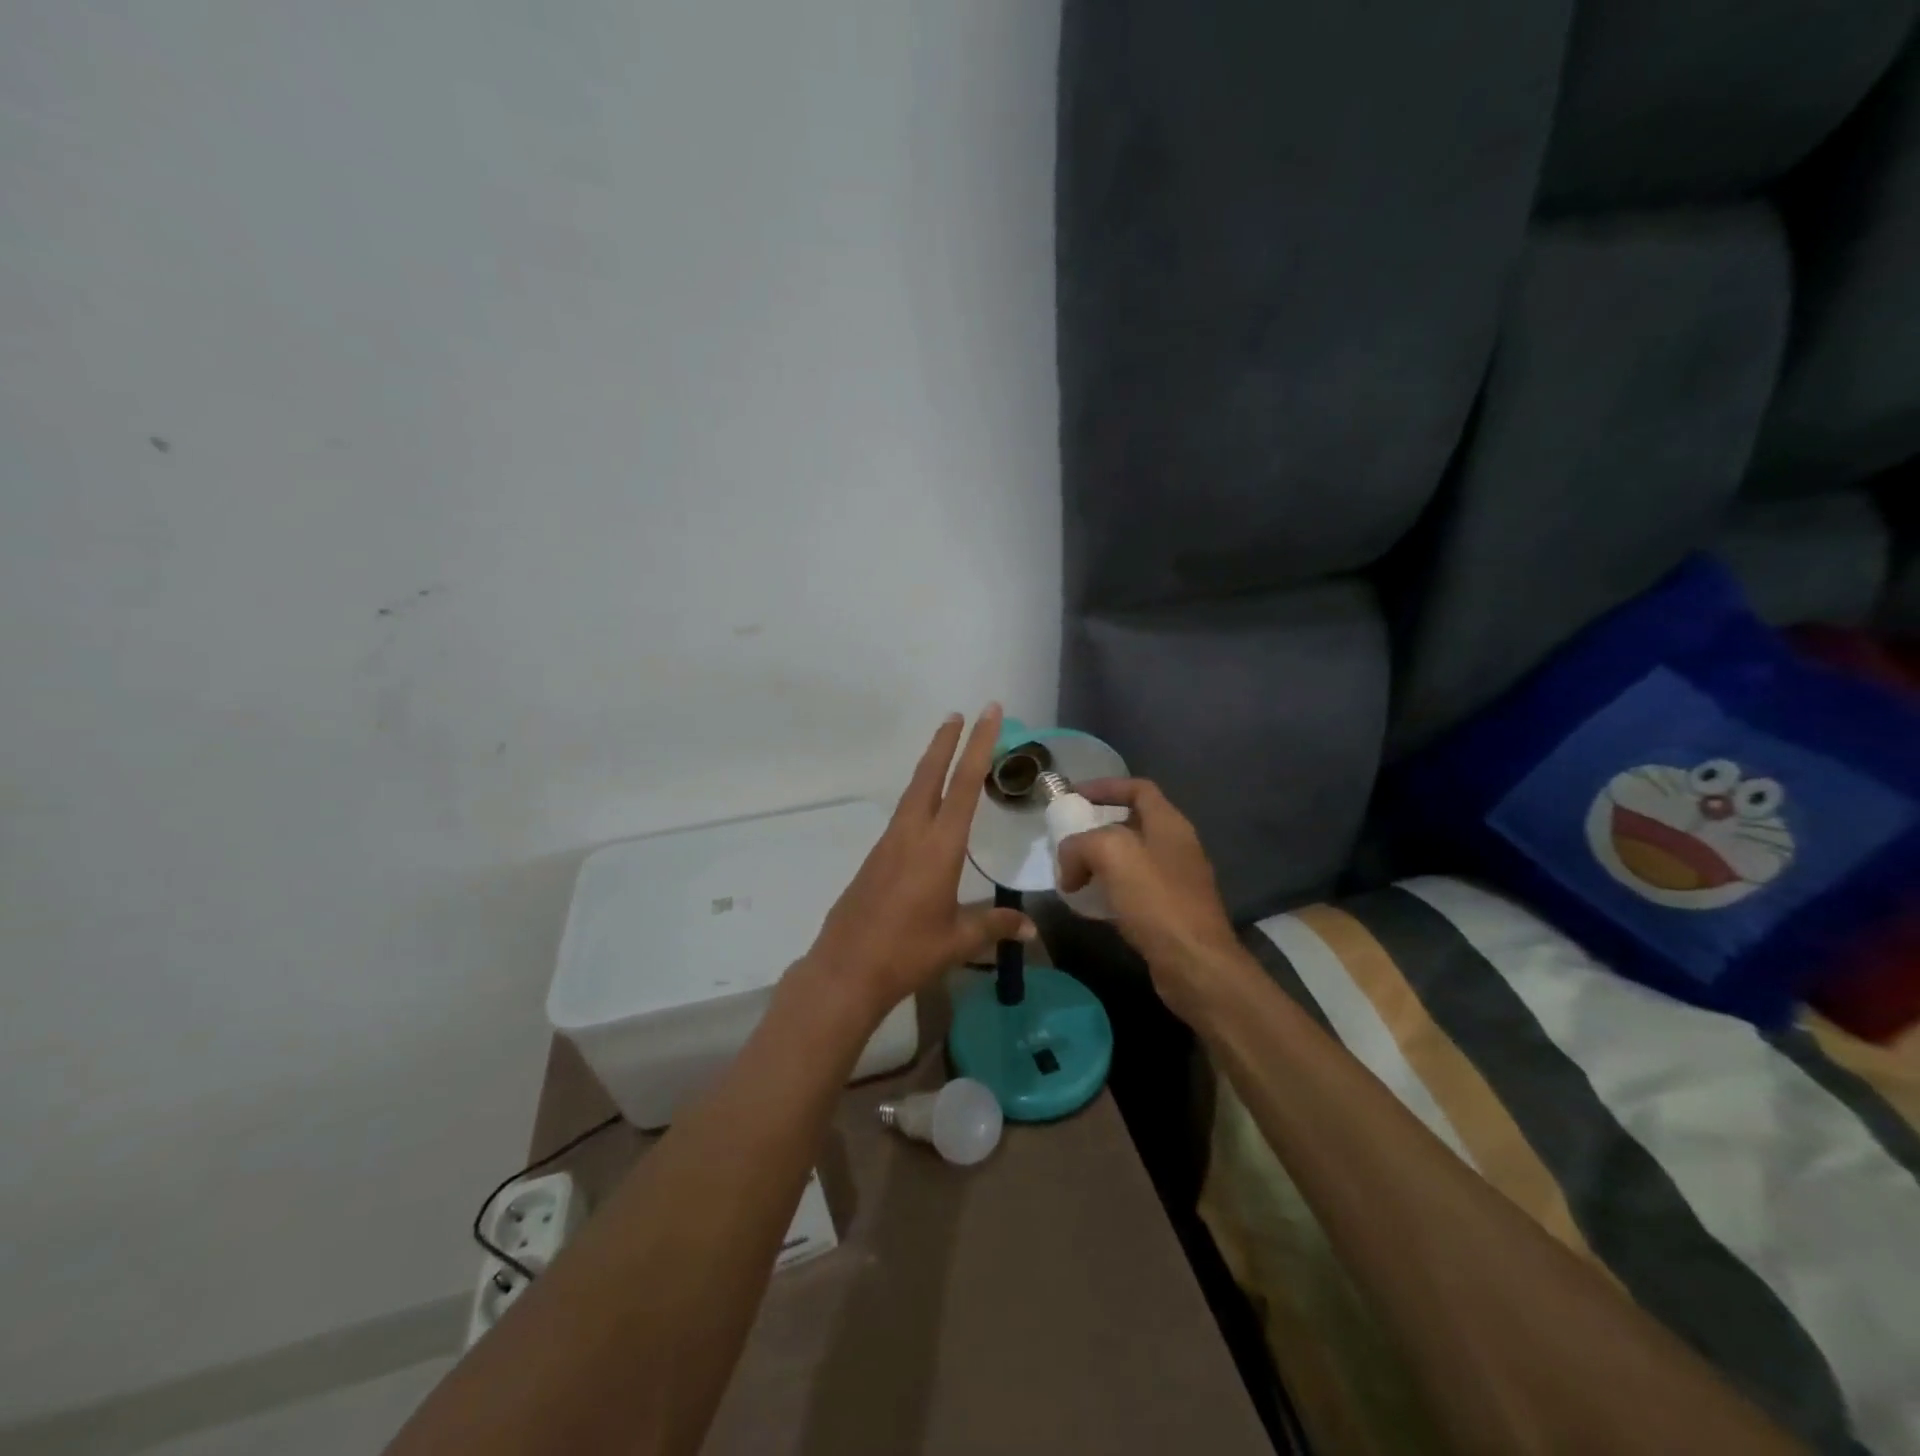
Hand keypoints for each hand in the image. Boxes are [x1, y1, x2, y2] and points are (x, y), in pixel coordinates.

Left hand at [799, 706, 1035, 1022]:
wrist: (846, 970)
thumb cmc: (907, 952)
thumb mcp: (958, 941)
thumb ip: (995, 926)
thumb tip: (1032, 929)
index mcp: (938, 847)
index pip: (965, 785)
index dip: (978, 746)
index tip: (987, 713)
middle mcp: (912, 835)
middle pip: (930, 776)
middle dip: (946, 742)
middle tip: (960, 714)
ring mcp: (889, 844)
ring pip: (913, 792)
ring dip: (931, 766)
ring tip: (945, 749)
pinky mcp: (876, 858)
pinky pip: (903, 815)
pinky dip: (919, 796)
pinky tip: (926, 808)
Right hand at [1055, 779, 1240, 1021]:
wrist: (1195, 964)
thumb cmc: (1156, 900)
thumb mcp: (1111, 855)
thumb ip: (1081, 845)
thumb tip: (1069, 864)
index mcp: (1169, 824)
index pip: (1138, 788)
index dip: (1105, 786)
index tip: (1074, 796)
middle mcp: (1177, 846)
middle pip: (1132, 824)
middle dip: (1097, 828)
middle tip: (1067, 839)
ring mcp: (1176, 881)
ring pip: (1131, 859)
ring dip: (1100, 862)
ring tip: (1071, 873)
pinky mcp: (1170, 912)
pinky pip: (1133, 890)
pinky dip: (1108, 891)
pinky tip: (1088, 905)